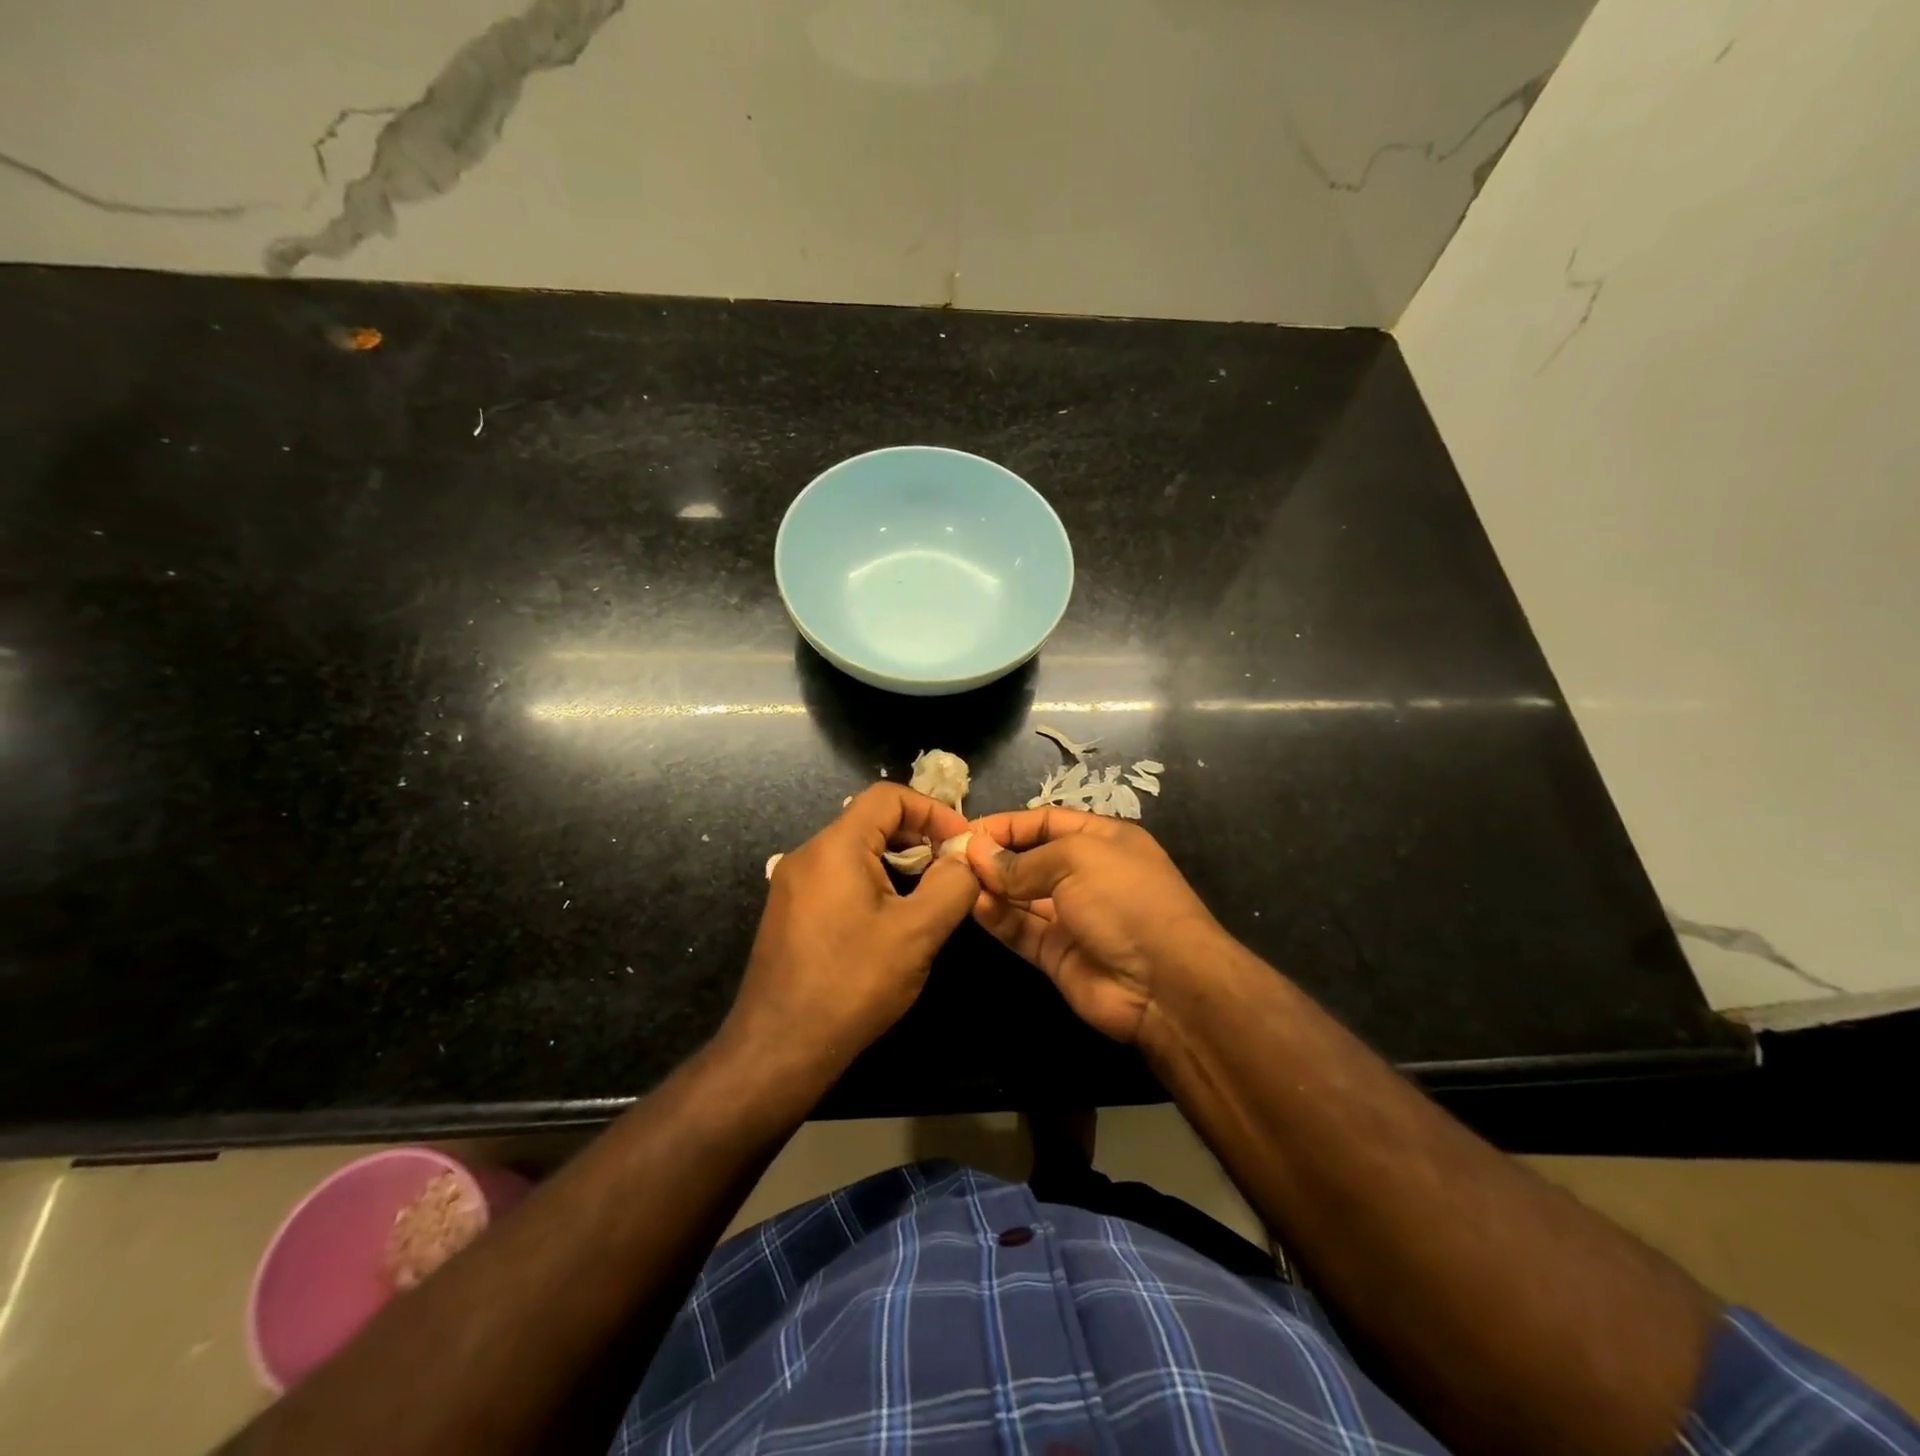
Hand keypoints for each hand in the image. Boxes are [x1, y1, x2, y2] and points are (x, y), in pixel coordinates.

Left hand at [725, 784, 978, 1074]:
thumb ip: (951, 884)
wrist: (779, 1050)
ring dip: (897, 863)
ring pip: (856, 852)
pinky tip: (891, 921)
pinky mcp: (790, 913)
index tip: (962, 843)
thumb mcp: (917, 932)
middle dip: (918, 838)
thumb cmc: (852, 984)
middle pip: (871, 821)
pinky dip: (873, 883)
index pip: (888, 797)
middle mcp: (808, 855)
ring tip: (928, 897)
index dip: (932, 810)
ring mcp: (793, 885)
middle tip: (951, 870)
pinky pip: (839, 878)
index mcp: (834, 847)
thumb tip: (965, 856)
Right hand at [966, 808, 1224, 1044]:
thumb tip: (977, 853)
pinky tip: (973, 906)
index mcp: (1101, 840)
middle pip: (1029, 859)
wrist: (1166, 984)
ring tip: (955, 880)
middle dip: (993, 856)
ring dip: (990, 887)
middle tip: (951, 857)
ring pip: (1020, 896)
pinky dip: (997, 918)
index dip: (1007, 824)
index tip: (966, 830)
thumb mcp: (1076, 860)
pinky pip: (1021, 929)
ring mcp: (1071, 916)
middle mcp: (1085, 874)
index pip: (1044, 822)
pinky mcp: (1057, 953)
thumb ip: (1023, 860)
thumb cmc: (1125, 899)